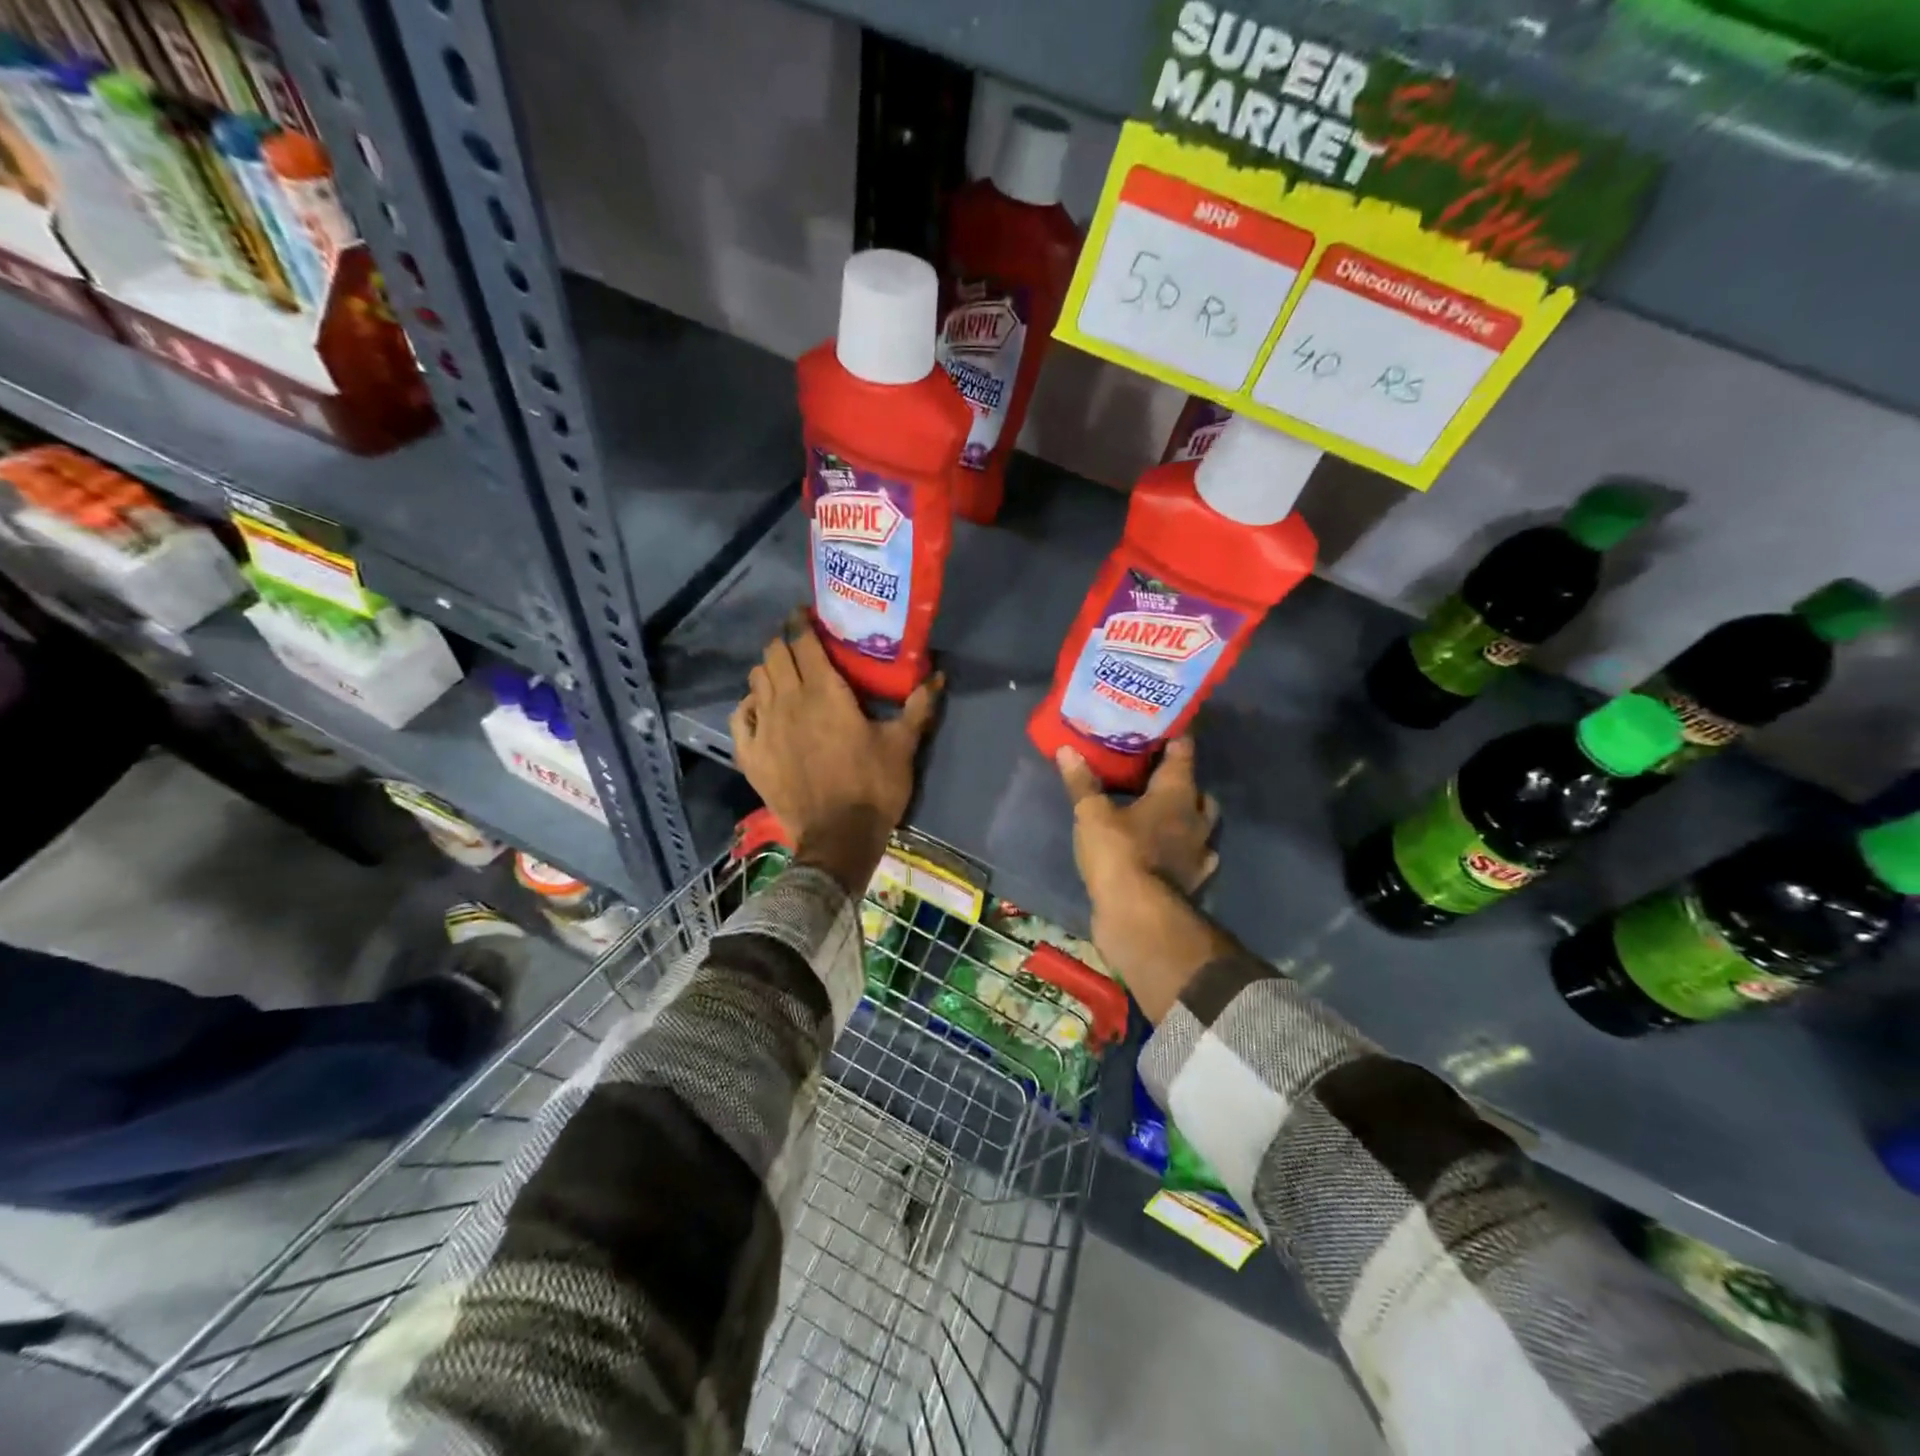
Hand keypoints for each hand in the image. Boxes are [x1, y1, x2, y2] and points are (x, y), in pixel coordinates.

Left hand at [730, 616, 939, 893]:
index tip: (806, 614)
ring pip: (756, 680)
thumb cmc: (873, 787)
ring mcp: (764, 728)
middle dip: (785, 642)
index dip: (801, 622)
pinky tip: (760, 709)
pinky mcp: (751, 755)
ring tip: (784, 676)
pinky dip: (748, 705)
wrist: (838, 839)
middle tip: (800, 645)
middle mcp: (789, 701)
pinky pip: (740, 716)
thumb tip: (939, 675)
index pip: (803, 642)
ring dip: (769, 671)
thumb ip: (918, 706)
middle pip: (774, 655)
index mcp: (825, 693)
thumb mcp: (903, 746)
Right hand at [1056, 737, 1218, 900]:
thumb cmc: (1120, 854)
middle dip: (1183, 783)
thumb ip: (1082, 783)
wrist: (1140, 917)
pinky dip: (1184, 851)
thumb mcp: (1092, 815)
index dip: (1176, 738)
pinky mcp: (1195, 881)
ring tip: (1161, 816)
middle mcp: (1196, 818)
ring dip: (1187, 818)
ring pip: (1201, 825)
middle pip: (1198, 791)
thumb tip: (1067, 749)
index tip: (1165, 728)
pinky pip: (1195, 857)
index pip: (1183, 753)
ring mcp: (1200, 852)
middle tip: (1156, 778)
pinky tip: (1168, 853)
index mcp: (1177, 793)